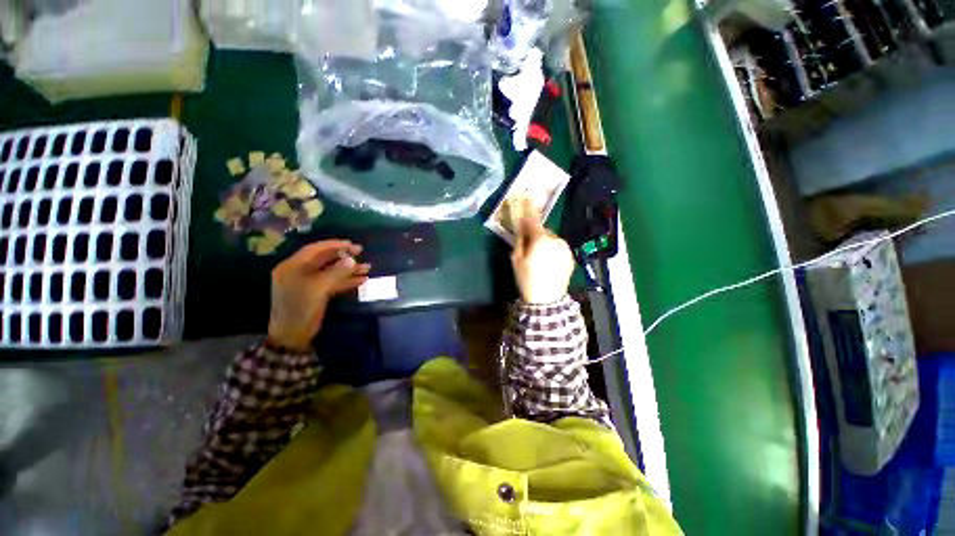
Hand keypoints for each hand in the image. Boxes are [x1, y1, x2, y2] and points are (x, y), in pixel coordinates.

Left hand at [267, 240, 370, 350]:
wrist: (293, 335)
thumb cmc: (300, 308)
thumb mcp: (318, 288)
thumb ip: (336, 272)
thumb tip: (352, 259)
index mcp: (293, 266)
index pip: (315, 249)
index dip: (334, 245)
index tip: (352, 244)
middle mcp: (300, 271)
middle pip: (325, 259)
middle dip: (344, 256)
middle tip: (361, 252)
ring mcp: (309, 283)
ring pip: (331, 271)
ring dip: (349, 270)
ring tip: (367, 267)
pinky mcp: (317, 293)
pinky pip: (333, 282)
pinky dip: (346, 281)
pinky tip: (362, 280)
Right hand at [511, 201, 573, 304]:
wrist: (547, 300)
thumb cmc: (527, 279)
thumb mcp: (516, 259)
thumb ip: (520, 240)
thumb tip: (522, 228)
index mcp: (541, 240)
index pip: (533, 220)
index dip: (529, 208)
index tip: (527, 197)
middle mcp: (556, 240)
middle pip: (543, 231)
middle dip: (536, 234)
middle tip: (529, 247)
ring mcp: (565, 248)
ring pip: (552, 239)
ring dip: (545, 243)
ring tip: (540, 258)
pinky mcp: (571, 256)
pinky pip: (559, 248)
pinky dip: (553, 250)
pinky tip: (548, 263)